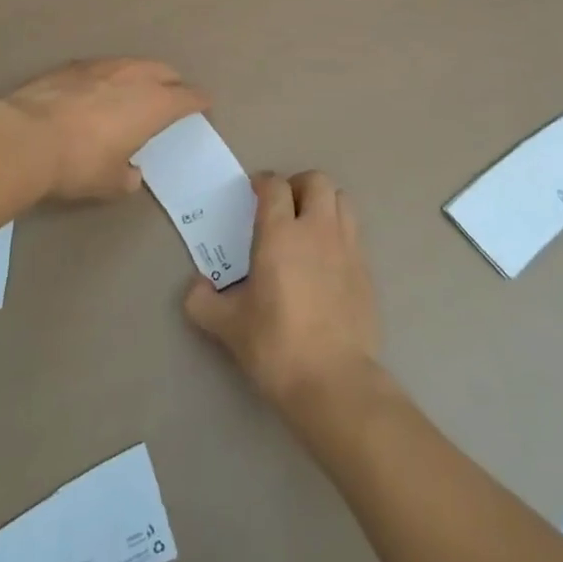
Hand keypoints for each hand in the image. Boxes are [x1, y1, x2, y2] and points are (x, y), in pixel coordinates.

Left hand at [1, 58, 208, 201]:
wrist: (24, 138)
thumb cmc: (79, 163)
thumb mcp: (109, 183)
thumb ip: (127, 177)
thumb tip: (130, 174)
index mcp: (154, 104)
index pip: (188, 97)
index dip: (199, 101)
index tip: (204, 105)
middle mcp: (134, 77)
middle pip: (164, 71)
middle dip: (173, 82)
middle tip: (173, 96)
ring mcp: (101, 66)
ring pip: (133, 63)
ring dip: (141, 74)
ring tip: (136, 89)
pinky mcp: (71, 66)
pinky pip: (102, 66)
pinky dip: (108, 76)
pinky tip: (97, 88)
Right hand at [184, 171, 380, 410]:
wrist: (334, 380)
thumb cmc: (276, 346)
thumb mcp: (228, 326)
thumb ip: (203, 301)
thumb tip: (196, 287)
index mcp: (281, 234)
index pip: (275, 186)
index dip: (262, 182)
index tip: (253, 193)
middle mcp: (317, 229)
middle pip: (316, 180)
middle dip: (298, 185)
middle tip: (283, 206)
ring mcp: (347, 246)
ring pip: (341, 200)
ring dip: (323, 203)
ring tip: (308, 226)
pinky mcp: (366, 269)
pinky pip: (354, 232)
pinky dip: (339, 231)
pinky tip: (327, 259)